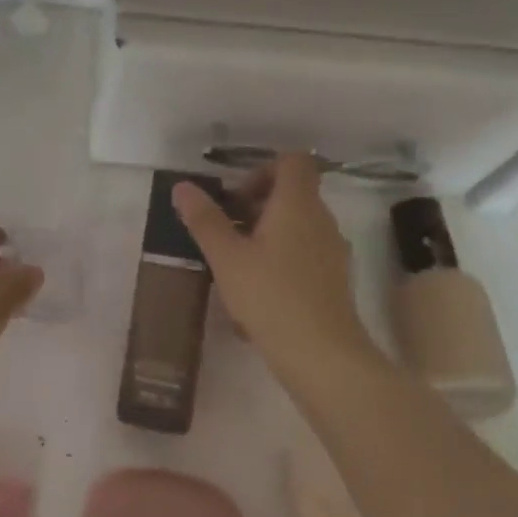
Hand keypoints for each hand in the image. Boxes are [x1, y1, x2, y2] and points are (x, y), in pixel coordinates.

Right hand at [172, 154, 376, 396]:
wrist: (322, 355)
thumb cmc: (270, 296)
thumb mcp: (226, 257)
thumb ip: (204, 219)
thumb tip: (183, 186)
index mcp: (298, 204)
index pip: (292, 161)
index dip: (263, 169)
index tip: (236, 197)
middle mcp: (321, 219)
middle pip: (293, 192)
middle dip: (256, 204)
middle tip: (227, 231)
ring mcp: (332, 250)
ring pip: (298, 223)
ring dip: (267, 231)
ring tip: (237, 262)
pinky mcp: (334, 278)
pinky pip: (306, 250)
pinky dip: (282, 256)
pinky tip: (259, 288)